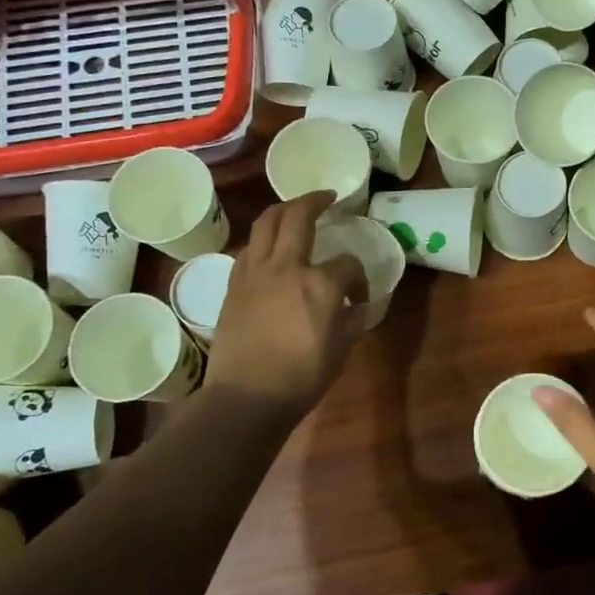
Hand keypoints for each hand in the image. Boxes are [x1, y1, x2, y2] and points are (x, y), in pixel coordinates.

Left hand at [204, 192, 367, 417]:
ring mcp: (255, 272)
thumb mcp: (341, 350)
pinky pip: (250, 248)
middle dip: (316, 200)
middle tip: (327, 197)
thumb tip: (356, 307)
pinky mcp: (234, 284)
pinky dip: (263, 240)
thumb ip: (352, 321)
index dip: (359, 279)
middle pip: (299, 215)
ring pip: (266, 222)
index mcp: (321, 284)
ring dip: (283, 209)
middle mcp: (287, 266)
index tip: (359, 298)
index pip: (349, 265)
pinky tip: (270, 249)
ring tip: (294, 209)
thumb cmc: (301, 378)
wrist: (247, 397)